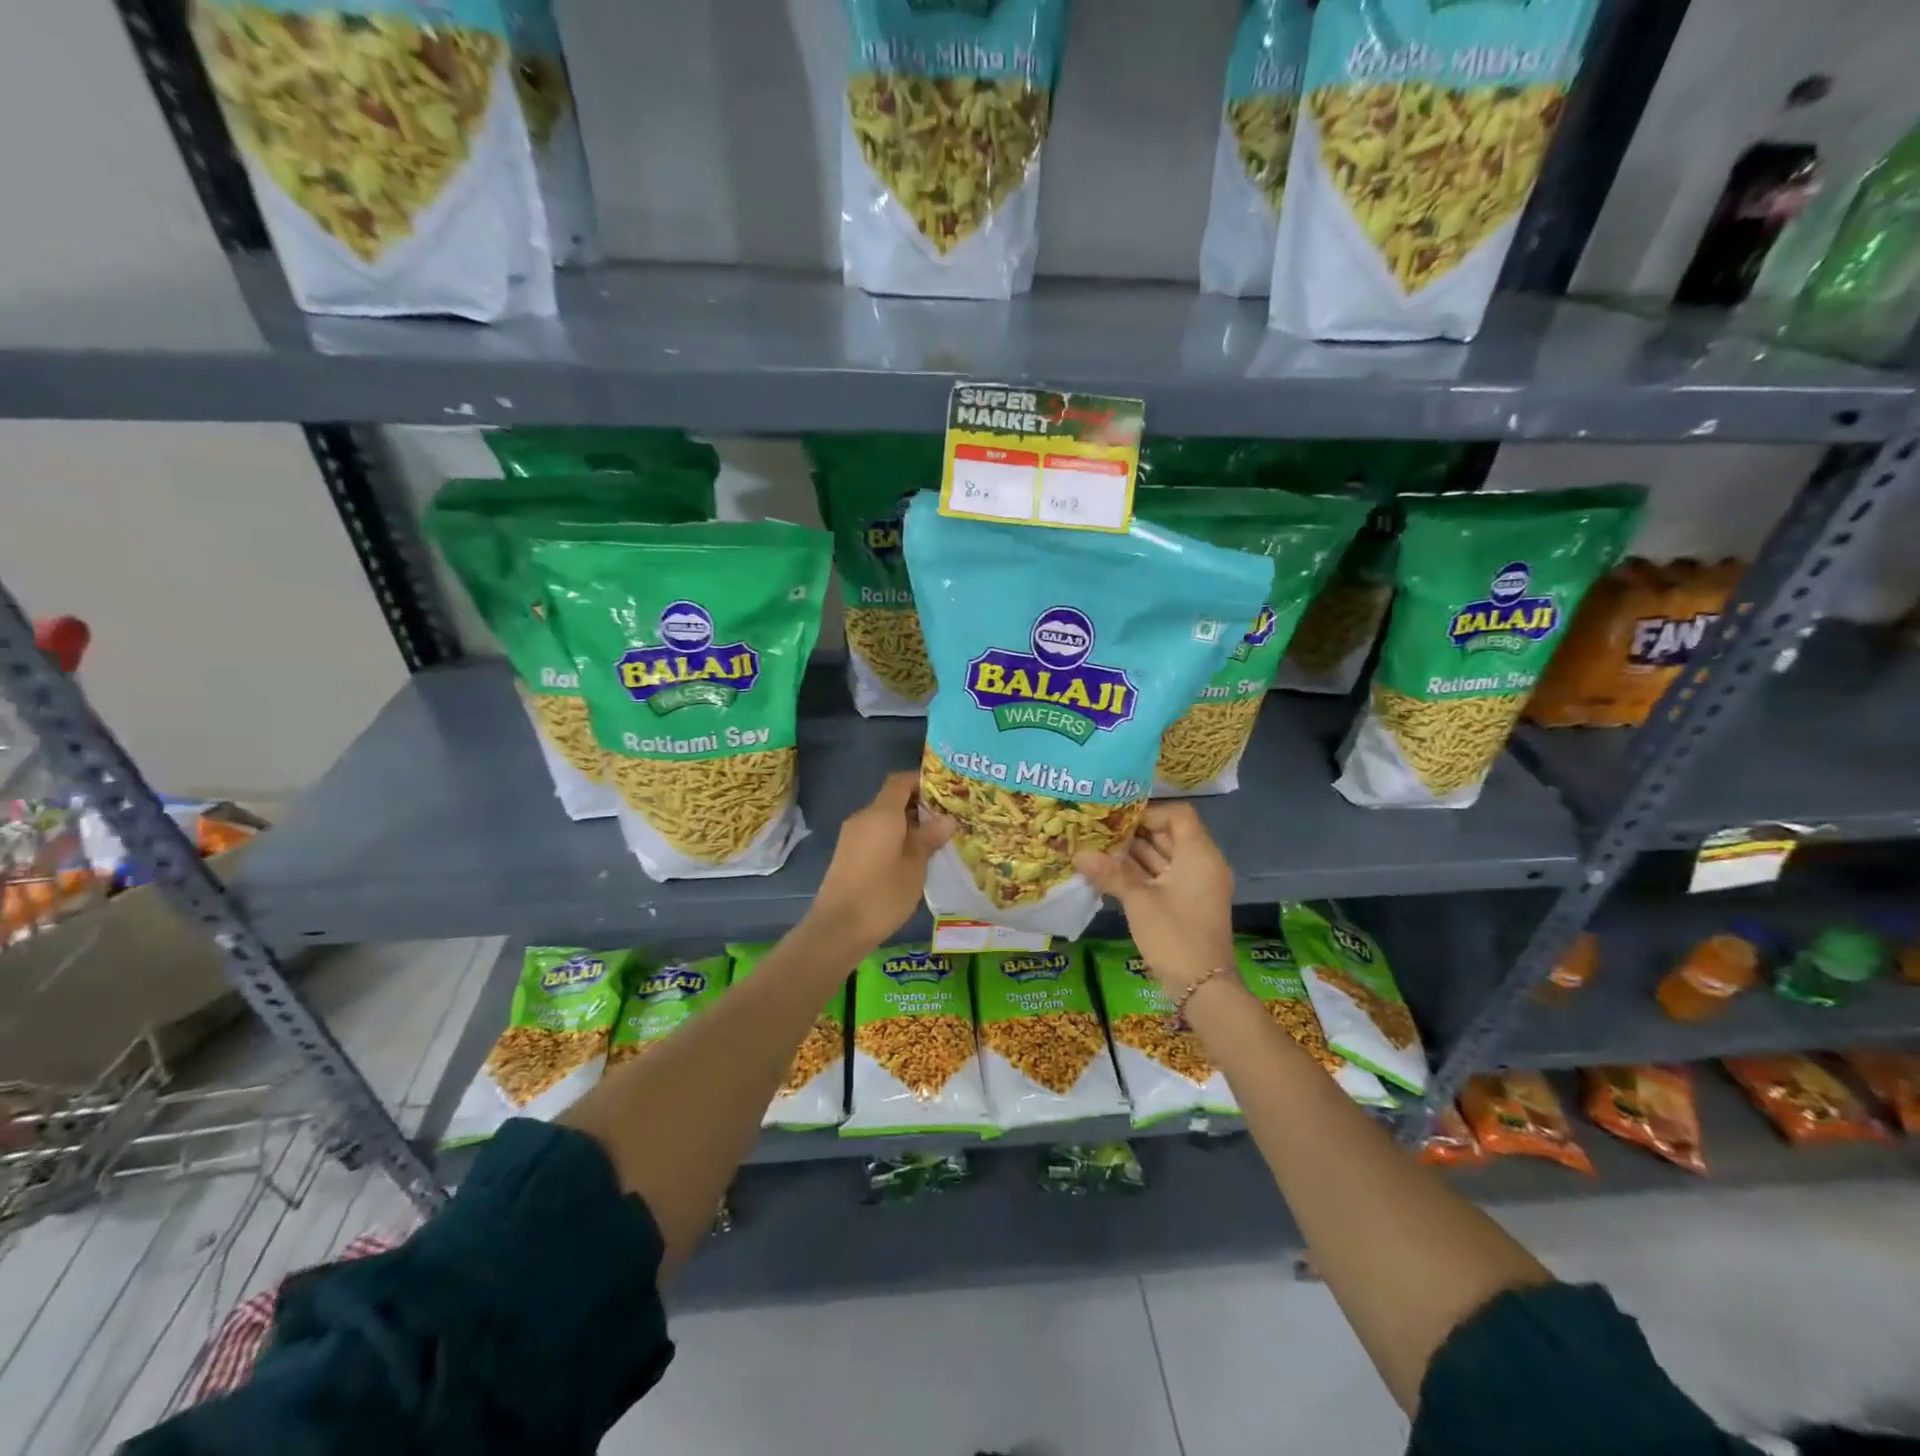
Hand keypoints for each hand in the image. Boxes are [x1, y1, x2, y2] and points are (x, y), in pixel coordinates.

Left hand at [805, 771, 953, 957]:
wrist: (838, 928)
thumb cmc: (882, 894)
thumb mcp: (915, 866)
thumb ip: (930, 838)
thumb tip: (948, 818)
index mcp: (881, 813)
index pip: (901, 780)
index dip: (922, 780)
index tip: (946, 790)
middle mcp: (864, 817)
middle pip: (892, 798)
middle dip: (920, 804)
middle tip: (948, 817)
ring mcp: (853, 835)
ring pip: (884, 818)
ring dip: (908, 823)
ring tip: (935, 838)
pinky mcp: (848, 853)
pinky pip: (875, 834)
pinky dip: (895, 837)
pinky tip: (913, 856)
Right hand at [1074, 801, 1234, 994]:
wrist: (1203, 988)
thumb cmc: (1174, 935)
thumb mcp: (1139, 901)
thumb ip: (1110, 873)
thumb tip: (1078, 854)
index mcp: (1199, 854)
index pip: (1178, 815)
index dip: (1149, 812)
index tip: (1117, 818)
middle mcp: (1201, 864)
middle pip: (1168, 835)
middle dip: (1134, 833)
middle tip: (1098, 830)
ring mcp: (1194, 885)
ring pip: (1163, 858)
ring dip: (1133, 854)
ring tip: (1097, 848)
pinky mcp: (1186, 903)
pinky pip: (1162, 877)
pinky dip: (1139, 874)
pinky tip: (1108, 873)